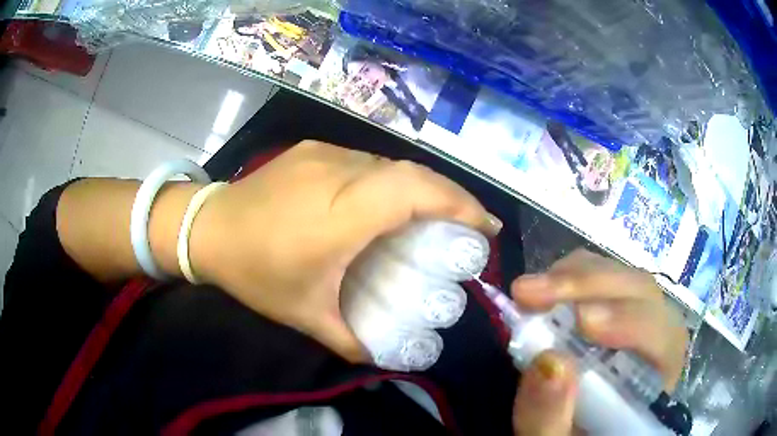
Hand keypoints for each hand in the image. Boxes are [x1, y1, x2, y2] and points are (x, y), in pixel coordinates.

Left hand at [189, 141, 499, 361]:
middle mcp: (337, 172)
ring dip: (421, 188)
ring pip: (390, 164)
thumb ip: (350, 341)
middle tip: (471, 227)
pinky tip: (388, 204)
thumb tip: (387, 358)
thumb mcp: (303, 315)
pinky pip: (366, 161)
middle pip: (410, 173)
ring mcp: (324, 153)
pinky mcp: (313, 149)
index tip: (485, 229)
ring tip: (436, 217)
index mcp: (338, 214)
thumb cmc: (253, 272)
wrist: (206, 227)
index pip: (413, 191)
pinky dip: (391, 181)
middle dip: (451, 197)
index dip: (458, 203)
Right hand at [510, 249, 687, 435]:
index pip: (665, 340)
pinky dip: (575, 277)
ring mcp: (640, 322)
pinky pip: (605, 281)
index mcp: (657, 385)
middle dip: (590, 286)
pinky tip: (546, 288)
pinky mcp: (617, 312)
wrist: (570, 434)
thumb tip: (549, 362)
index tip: (581, 321)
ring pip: (625, 280)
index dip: (631, 322)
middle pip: (645, 296)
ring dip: (577, 277)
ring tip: (530, 290)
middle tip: (531, 292)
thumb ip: (549, 420)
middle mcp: (658, 344)